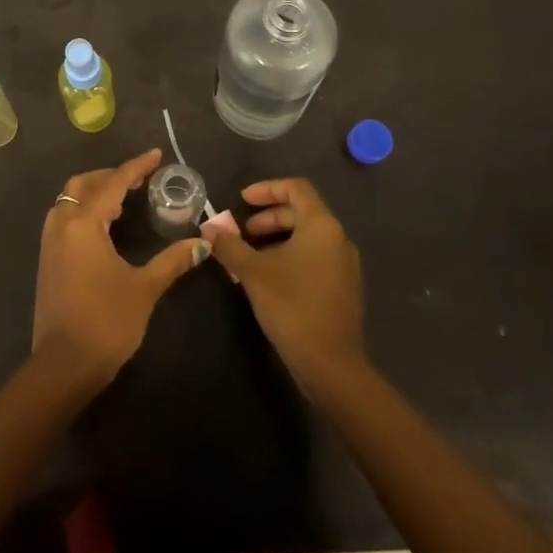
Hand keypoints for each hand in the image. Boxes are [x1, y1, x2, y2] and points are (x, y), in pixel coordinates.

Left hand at [32, 148, 210, 390]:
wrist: (64, 365)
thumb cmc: (107, 321)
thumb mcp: (144, 288)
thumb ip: (172, 261)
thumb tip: (202, 244)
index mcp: (84, 224)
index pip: (113, 184)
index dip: (136, 167)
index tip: (156, 155)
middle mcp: (62, 225)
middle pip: (83, 185)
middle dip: (110, 177)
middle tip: (138, 181)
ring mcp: (49, 243)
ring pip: (69, 201)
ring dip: (94, 193)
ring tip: (123, 201)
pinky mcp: (47, 260)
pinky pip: (64, 219)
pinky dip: (84, 211)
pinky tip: (104, 227)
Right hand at [202, 177, 364, 389]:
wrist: (331, 364)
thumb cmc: (292, 305)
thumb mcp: (253, 272)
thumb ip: (229, 245)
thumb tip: (208, 229)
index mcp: (321, 226)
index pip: (296, 188)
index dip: (266, 188)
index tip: (242, 200)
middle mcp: (338, 238)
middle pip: (301, 212)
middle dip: (268, 217)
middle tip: (241, 232)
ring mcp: (345, 265)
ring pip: (307, 236)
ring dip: (277, 237)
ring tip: (250, 254)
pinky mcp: (343, 287)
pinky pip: (315, 257)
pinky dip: (290, 255)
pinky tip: (269, 276)